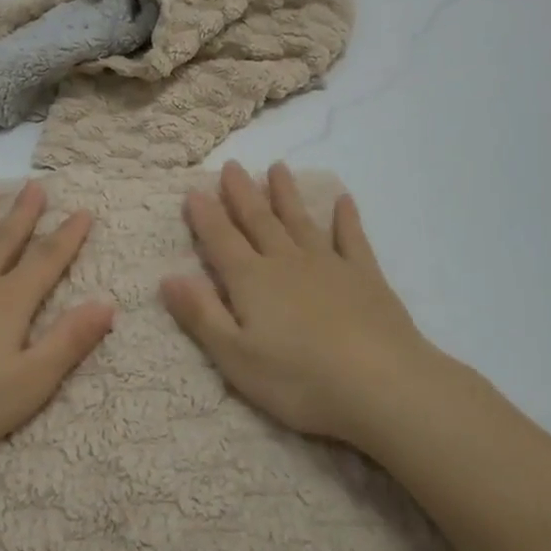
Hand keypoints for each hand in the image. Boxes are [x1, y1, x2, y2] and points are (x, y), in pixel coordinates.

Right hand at [160, 161, 444, 449]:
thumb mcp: (236, 357)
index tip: (193, 190)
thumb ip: (202, 315)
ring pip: (300, 221)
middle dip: (242, 194)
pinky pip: (351, 238)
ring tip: (277, 167)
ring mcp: (329, 265)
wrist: (382, 384)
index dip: (205, 216)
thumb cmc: (300, 379)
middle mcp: (287, 262)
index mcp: (252, 281)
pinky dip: (346, 218)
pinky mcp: (365, 276)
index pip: (221, 240)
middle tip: (232, 166)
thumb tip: (168, 278)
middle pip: (259, 221)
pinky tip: (344, 200)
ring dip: (287, 194)